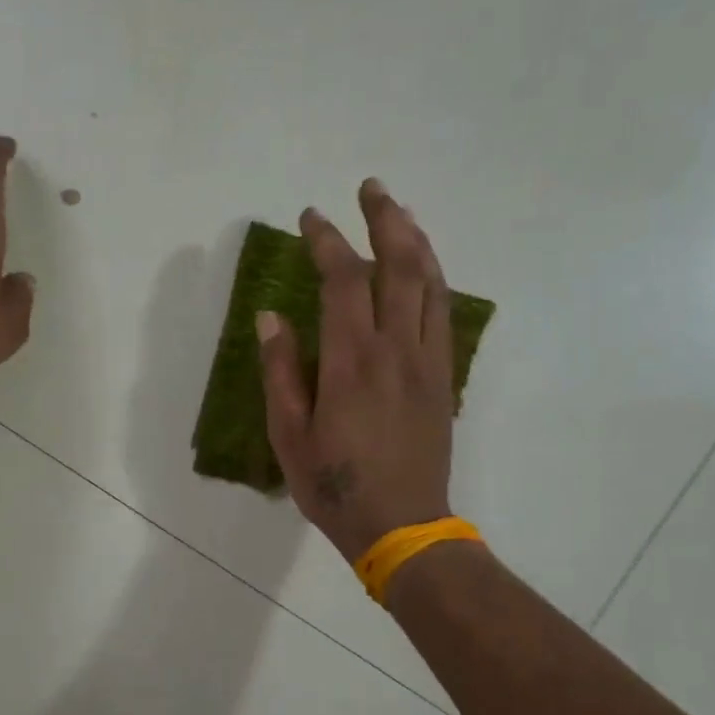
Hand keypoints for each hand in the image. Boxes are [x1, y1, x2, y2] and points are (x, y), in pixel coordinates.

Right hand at [257, 178, 455, 561]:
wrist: (404, 527)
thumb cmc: (335, 485)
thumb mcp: (289, 435)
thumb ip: (281, 371)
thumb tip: (270, 315)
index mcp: (351, 361)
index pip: (343, 280)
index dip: (327, 240)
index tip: (311, 217)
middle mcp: (396, 349)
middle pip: (399, 266)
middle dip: (384, 219)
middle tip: (370, 188)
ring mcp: (428, 361)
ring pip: (430, 283)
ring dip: (416, 239)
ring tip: (400, 212)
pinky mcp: (444, 378)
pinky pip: (444, 313)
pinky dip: (433, 278)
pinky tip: (424, 268)